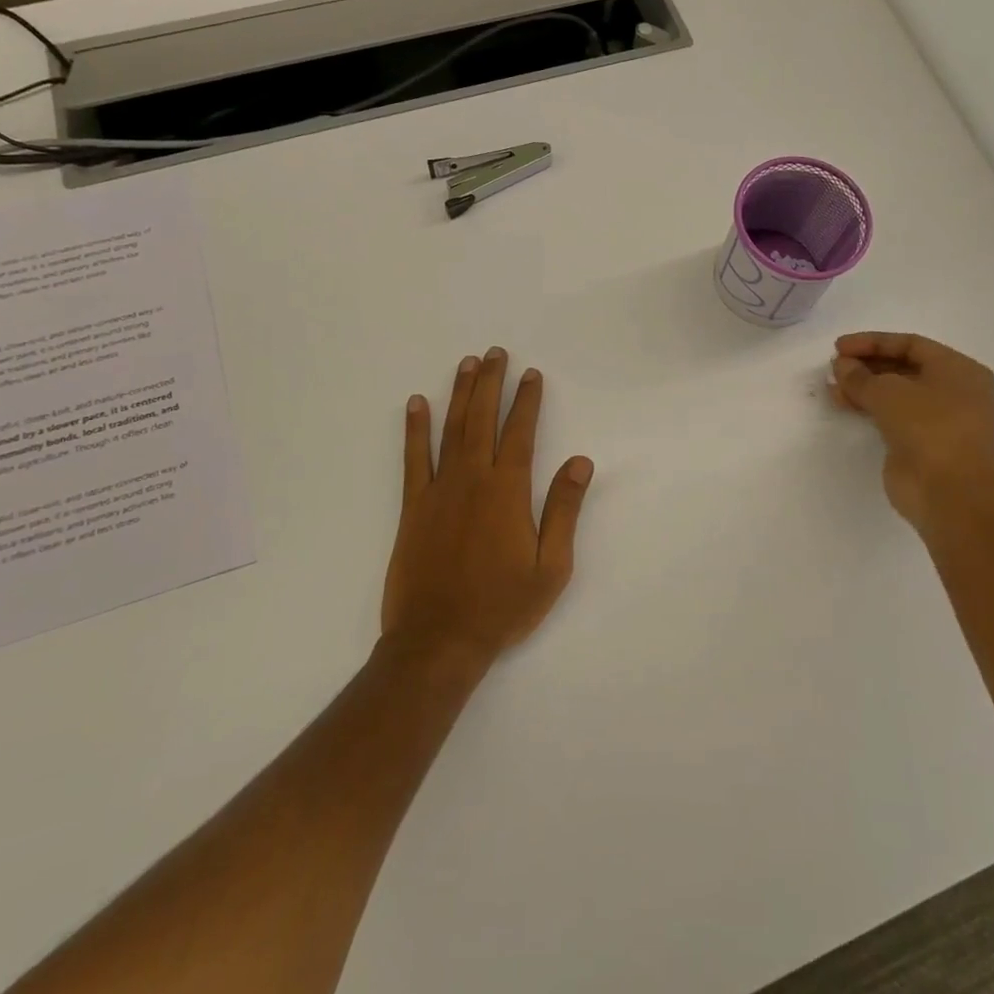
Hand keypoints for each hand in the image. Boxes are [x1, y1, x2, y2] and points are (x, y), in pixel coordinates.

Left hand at [382, 348, 594, 668]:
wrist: (438, 641)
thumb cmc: (502, 606)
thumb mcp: (551, 566)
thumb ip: (563, 510)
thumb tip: (580, 461)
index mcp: (507, 491)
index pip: (520, 432)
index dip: (527, 400)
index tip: (531, 374)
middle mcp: (472, 479)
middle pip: (482, 419)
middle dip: (491, 383)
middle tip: (495, 352)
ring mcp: (438, 491)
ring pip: (451, 429)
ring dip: (459, 394)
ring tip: (466, 364)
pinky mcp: (413, 507)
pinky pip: (413, 458)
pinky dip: (415, 429)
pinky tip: (416, 404)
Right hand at [828, 332, 993, 537]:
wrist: (949, 493)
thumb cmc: (929, 429)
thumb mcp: (889, 392)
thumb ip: (860, 375)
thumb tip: (841, 366)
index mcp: (960, 370)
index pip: (911, 344)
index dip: (872, 342)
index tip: (839, 347)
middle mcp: (954, 391)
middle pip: (903, 368)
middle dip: (867, 365)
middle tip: (835, 366)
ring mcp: (939, 420)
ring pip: (896, 394)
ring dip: (864, 387)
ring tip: (832, 386)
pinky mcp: (923, 443)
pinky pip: (892, 416)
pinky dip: (869, 407)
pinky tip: (843, 403)